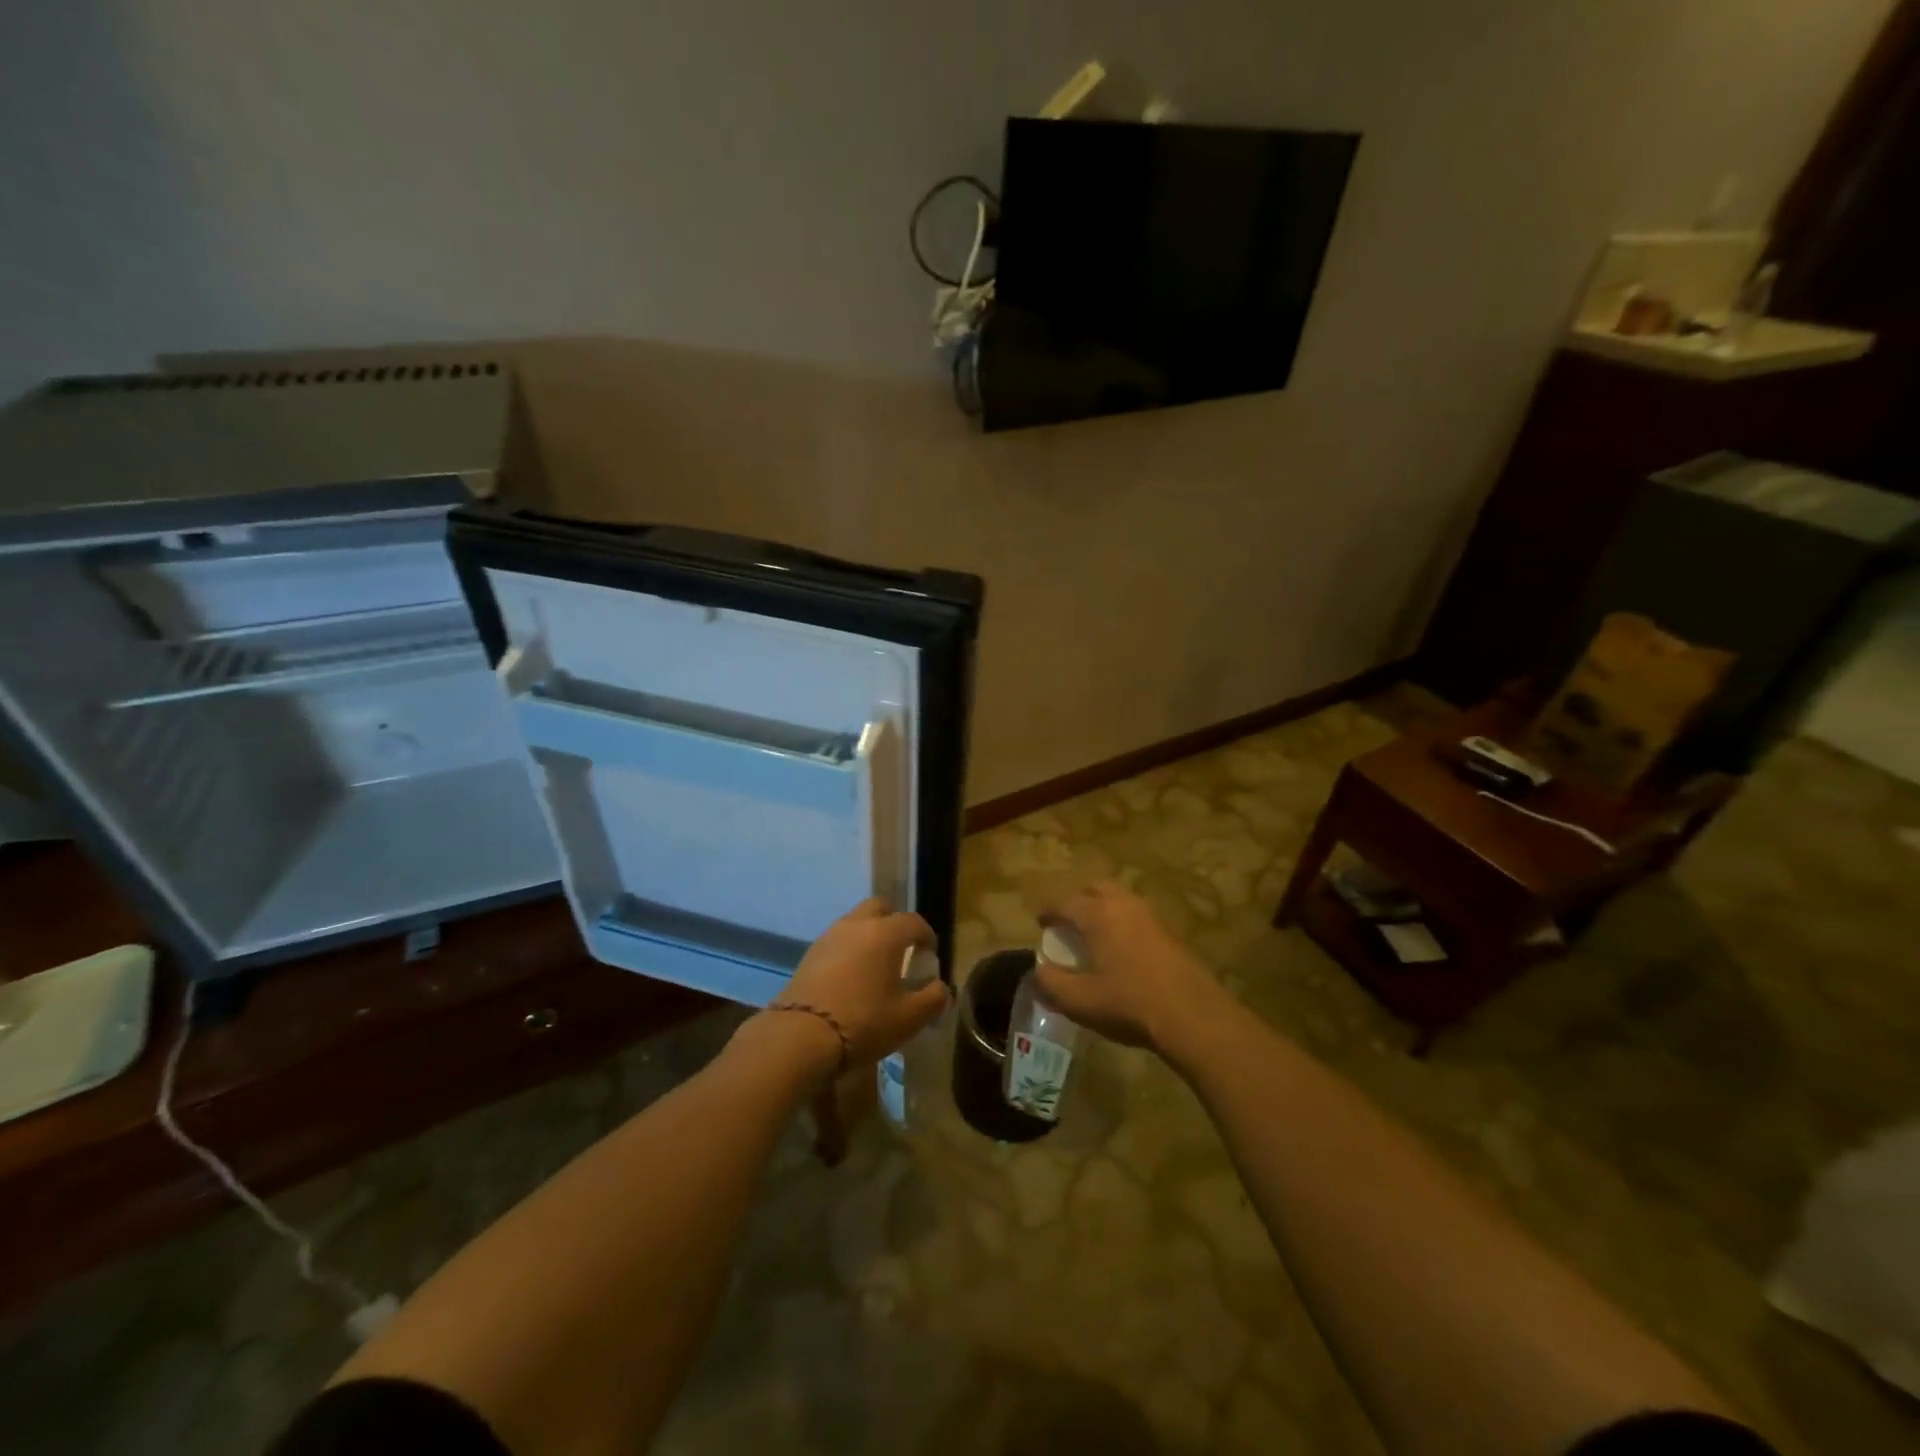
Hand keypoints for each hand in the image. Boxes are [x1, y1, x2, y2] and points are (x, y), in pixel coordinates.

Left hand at [768, 899, 950, 1069]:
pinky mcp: (809, 954)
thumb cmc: (864, 1022)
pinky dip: (849, 949)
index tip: (930, 956)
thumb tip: (941, 988)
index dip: (927, 936)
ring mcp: (829, 936)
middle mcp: (857, 925)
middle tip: (902, 949)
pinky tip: (851, 977)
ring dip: (869, 934)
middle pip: (880, 907)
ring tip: (875, 965)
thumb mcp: (909, 1018)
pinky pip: (837, 940)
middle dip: (895, 921)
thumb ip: (933, 999)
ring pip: (855, 921)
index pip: (914, 922)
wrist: (800, 1036)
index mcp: (885, 933)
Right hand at [1035, 884, 1235, 1058]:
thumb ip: (1051, 983)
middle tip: (1069, 923)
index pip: (1065, 903)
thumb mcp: (1079, 1001)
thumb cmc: (1128, 1004)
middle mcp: (1123, 905)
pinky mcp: (1169, 933)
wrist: (1192, 1016)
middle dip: (1079, 901)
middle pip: (1096, 890)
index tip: (1041, 923)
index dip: (1049, 912)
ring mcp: (1150, 917)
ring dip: (1104, 910)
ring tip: (1095, 935)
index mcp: (1097, 915)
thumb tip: (1039, 970)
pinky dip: (1123, 923)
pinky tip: (1122, 950)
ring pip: (1120, 900)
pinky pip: (1137, 916)